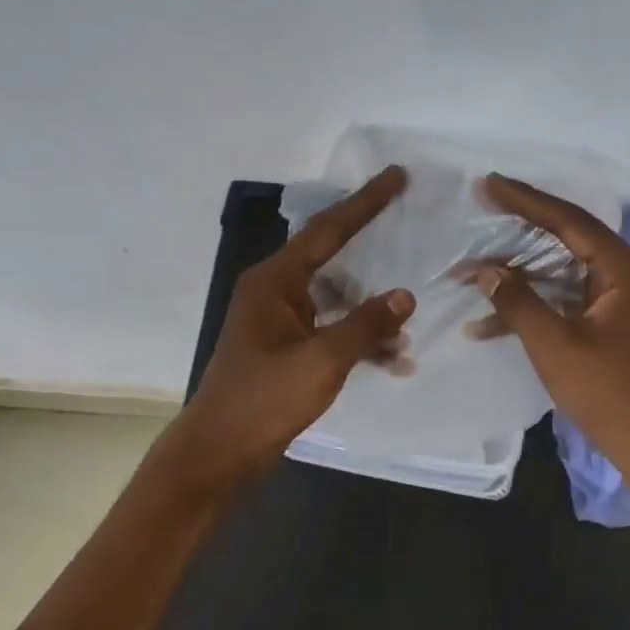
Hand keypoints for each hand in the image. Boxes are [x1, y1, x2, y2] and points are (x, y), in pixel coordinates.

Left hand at [169, 166, 415, 486]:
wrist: (219, 453)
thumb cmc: (263, 400)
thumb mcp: (321, 361)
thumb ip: (366, 325)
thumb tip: (405, 295)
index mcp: (275, 281)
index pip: (328, 230)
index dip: (365, 202)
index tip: (396, 176)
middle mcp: (275, 292)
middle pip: (333, 258)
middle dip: (372, 250)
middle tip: (410, 229)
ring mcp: (280, 322)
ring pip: (336, 300)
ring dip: (371, 311)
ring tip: (409, 324)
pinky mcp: (287, 349)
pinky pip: (331, 331)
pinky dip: (359, 340)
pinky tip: (393, 360)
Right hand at [474, 174, 629, 504]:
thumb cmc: (610, 393)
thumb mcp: (555, 345)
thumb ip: (519, 301)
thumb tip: (487, 270)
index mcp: (627, 269)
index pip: (570, 221)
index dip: (526, 201)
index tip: (488, 184)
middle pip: (570, 240)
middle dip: (521, 232)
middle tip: (484, 208)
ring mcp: (627, 300)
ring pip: (567, 273)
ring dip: (523, 277)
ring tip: (476, 270)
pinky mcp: (619, 324)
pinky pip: (572, 300)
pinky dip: (539, 306)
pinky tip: (495, 322)